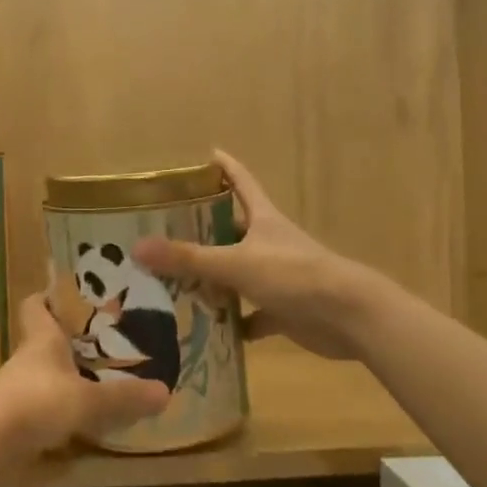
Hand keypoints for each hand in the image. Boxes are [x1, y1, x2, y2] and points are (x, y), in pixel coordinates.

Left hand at [0, 296, 168, 465]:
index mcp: (42, 340)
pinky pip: (37, 406)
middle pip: (43, 340)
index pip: (36, 305)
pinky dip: (55, 409)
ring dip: (63, 377)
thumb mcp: (88, 400)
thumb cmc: (36, 402)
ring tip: (97, 380)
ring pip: (41, 374)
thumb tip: (166, 392)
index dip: (48, 296)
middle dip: (67, 340)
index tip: (66, 293)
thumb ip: (124, 398)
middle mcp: (26, 360)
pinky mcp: (10, 419)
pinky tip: (77, 420)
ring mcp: (14, 390)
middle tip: (102, 341)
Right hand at [134, 150, 374, 360]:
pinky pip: (251, 315)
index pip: (240, 182)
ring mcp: (278, 277)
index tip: (205, 154)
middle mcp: (269, 243)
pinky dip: (233, 323)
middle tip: (164, 234)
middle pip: (232, 230)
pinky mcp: (284, 309)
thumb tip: (137, 248)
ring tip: (173, 284)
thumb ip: (188, 258)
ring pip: (237, 274)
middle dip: (202, 231)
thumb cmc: (294, 276)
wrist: (349, 316)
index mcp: (263, 219)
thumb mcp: (236, 264)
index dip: (224, 167)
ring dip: (212, 281)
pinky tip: (208, 331)